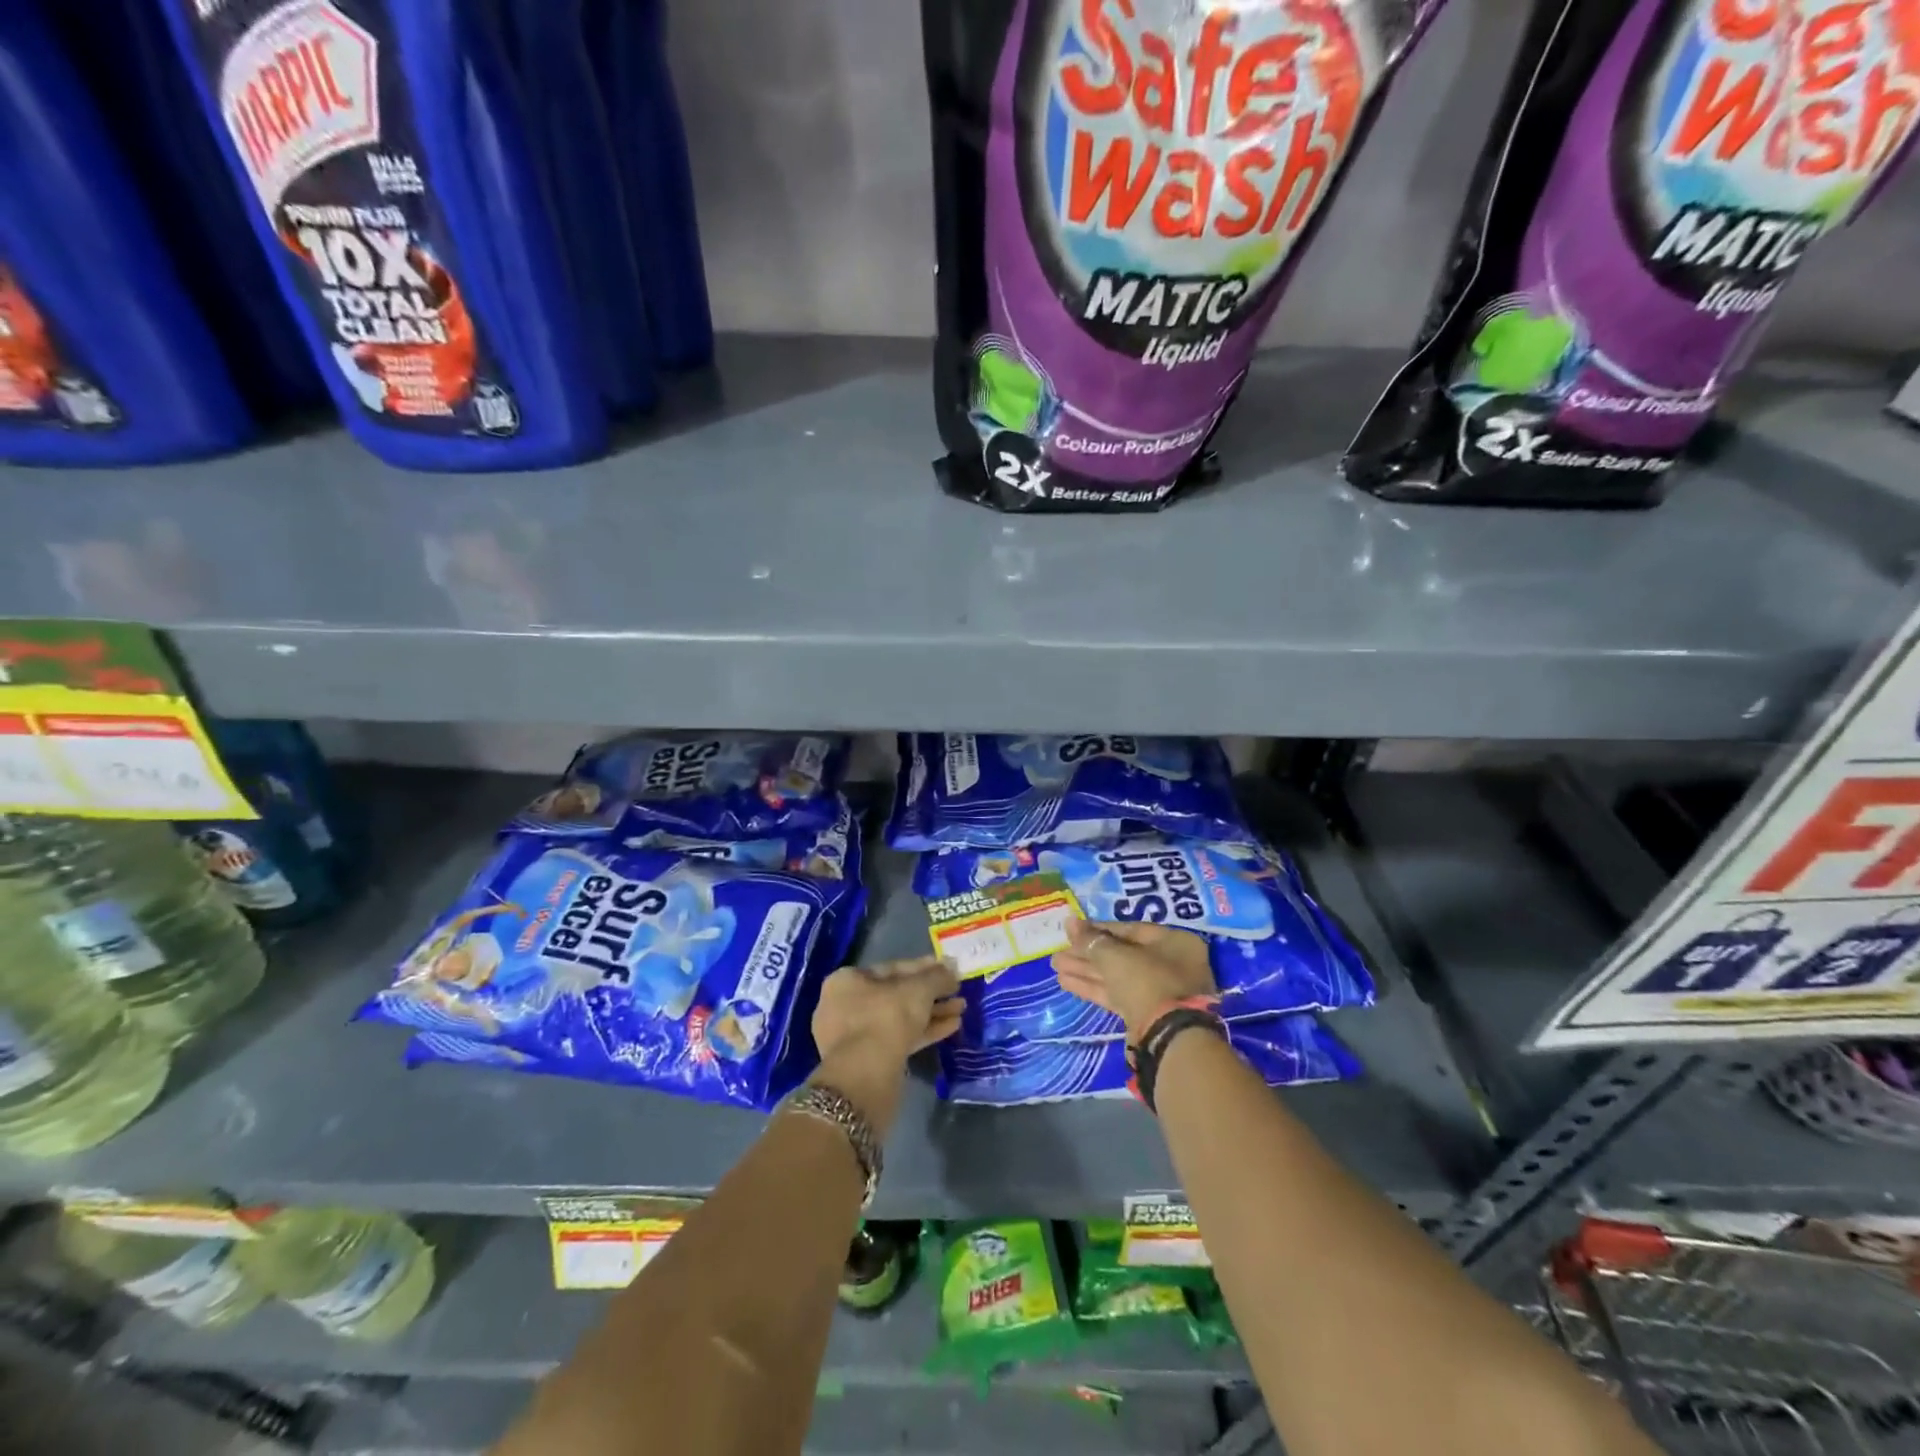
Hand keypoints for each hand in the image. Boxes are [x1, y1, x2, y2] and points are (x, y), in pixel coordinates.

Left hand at [811, 956, 962, 1068]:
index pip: (892, 968)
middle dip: (930, 993)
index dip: (924, 968)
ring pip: (900, 1018)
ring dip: (931, 1012)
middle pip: (897, 995)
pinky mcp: (869, 1062)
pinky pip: (900, 1038)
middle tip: (957, 991)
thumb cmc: (887, 1017)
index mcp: (848, 981)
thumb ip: (937, 977)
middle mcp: (846, 1005)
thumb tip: (953, 966)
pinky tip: (952, 1027)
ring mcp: (855, 1037)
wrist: (866, 1076)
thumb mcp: (918, 990)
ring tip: (961, 1009)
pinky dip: (924, 1032)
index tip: (948, 970)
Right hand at [1052, 920, 1215, 1043]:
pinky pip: (1117, 994)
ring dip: (1085, 970)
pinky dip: (1093, 987)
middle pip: (1121, 954)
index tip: (1072, 931)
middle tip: (1060, 950)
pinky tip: (1065, 982)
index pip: (1130, 930)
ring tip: (1056, 965)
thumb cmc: (1145, 980)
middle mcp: (1171, 964)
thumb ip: (1091, 940)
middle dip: (1087, 953)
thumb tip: (1069, 922)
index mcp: (1174, 942)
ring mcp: (1159, 992)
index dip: (1098, 929)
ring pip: (1117, 975)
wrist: (1166, 1036)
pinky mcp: (1146, 1015)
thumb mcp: (1114, 956)